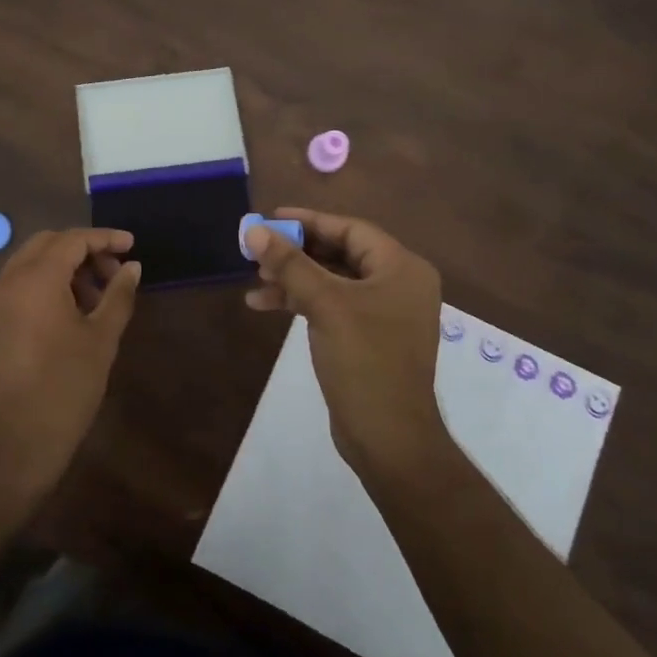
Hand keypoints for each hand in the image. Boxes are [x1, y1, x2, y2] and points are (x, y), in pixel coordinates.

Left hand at [0, 227, 142, 503]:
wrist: (10, 446)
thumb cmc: (63, 389)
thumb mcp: (100, 340)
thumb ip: (118, 296)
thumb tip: (132, 267)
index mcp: (35, 278)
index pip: (72, 240)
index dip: (105, 238)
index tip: (133, 245)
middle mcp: (9, 281)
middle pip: (48, 244)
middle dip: (83, 250)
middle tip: (115, 271)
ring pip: (32, 264)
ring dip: (65, 268)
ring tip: (98, 296)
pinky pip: (21, 286)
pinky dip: (47, 285)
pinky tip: (73, 312)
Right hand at [244, 209, 447, 479]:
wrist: (389, 438)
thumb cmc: (365, 360)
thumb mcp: (325, 304)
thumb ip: (290, 263)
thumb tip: (254, 229)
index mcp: (401, 268)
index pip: (350, 229)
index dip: (309, 221)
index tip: (271, 218)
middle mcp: (397, 284)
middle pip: (339, 253)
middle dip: (296, 252)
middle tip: (258, 250)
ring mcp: (383, 313)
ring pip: (331, 281)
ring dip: (293, 278)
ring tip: (255, 280)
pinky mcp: (367, 337)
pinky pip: (331, 305)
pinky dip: (301, 302)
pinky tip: (265, 305)